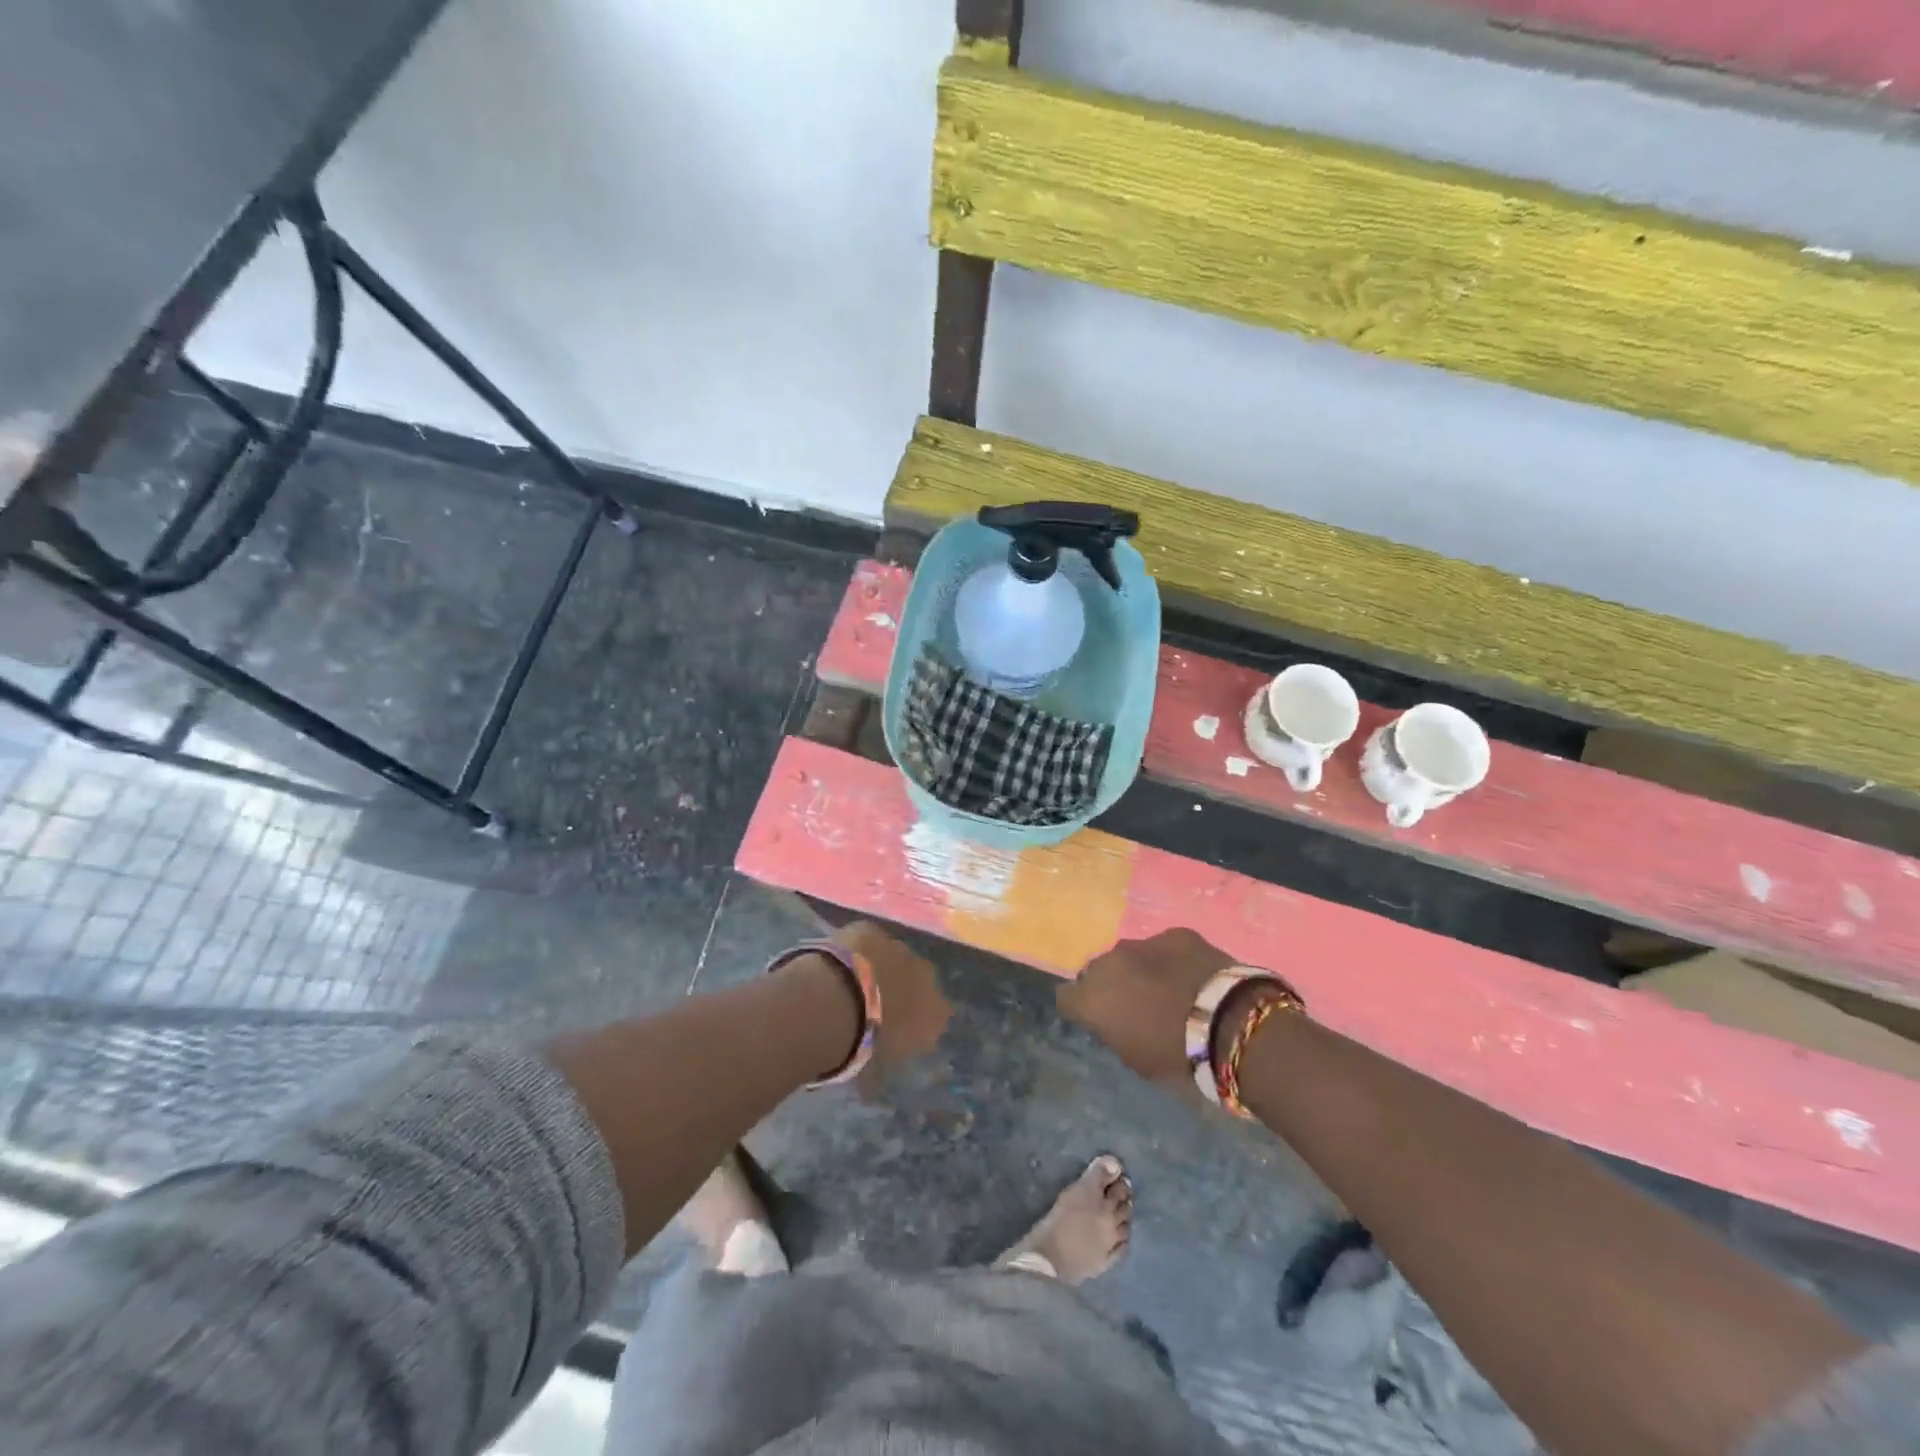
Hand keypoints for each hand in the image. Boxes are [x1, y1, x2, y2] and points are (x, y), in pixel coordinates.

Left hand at [834, 921, 950, 1095]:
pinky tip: (839, 962)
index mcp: (935, 1013)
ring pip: (895, 957)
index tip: (900, 1029)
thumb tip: (871, 1084)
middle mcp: (926, 976)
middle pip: (921, 981)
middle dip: (904, 989)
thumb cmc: (860, 1045)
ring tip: (854, 982)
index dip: (920, 1021)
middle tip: (876, 1004)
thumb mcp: (875, 1070)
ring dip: (881, 967)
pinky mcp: (871, 929)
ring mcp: (899, 948)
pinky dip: (857, 950)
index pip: (939, 1016)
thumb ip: (883, 1068)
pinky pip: (868, 941)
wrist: (835, 1001)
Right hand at [1057, 928, 1234, 1088]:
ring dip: (1139, 969)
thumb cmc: (1177, 1056)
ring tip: (1165, 988)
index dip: (1080, 1008)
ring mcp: (1142, 943)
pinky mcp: (1176, 934)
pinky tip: (1191, 976)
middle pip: (1097, 971)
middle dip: (1110, 985)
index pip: (1066, 997)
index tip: (1096, 1019)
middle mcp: (1109, 963)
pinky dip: (1170, 959)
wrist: (1228, 1025)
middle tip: (1133, 1005)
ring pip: (1129, 955)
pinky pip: (1163, 946)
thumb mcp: (1136, 1059)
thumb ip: (1115, 1033)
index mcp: (1092, 998)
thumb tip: (1116, 1021)